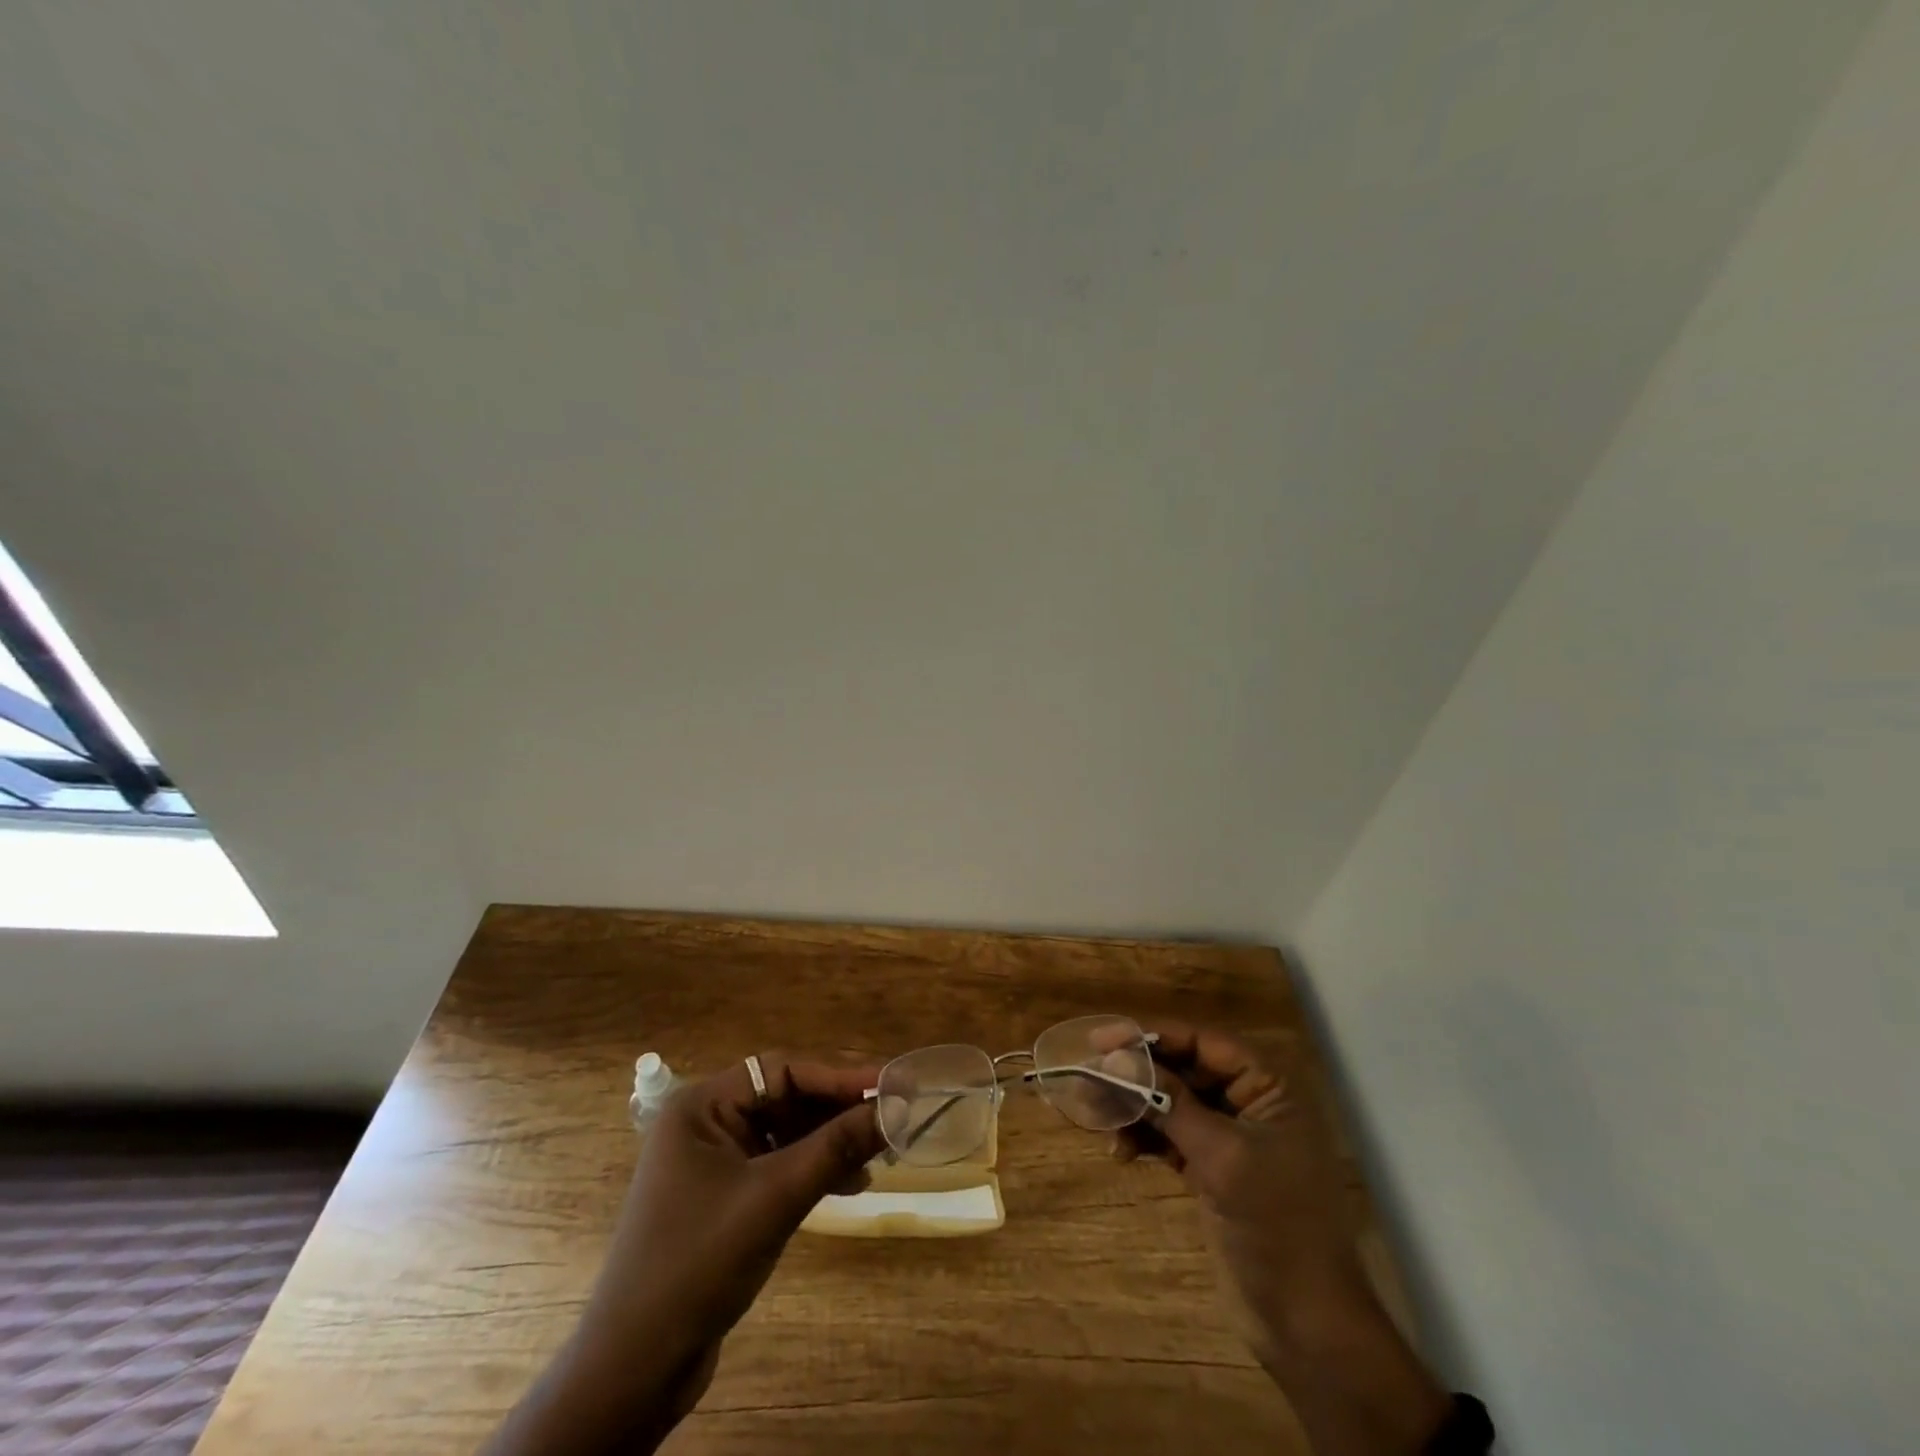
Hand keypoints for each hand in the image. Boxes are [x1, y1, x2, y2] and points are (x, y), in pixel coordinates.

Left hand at [481, 1055, 884, 1455]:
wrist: (634, 1369)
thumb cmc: (698, 1263)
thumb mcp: (775, 1198)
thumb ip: (836, 1147)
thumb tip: (894, 1110)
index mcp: (702, 1105)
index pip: (782, 1069)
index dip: (839, 1076)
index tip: (889, 1085)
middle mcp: (706, 1121)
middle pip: (786, 1097)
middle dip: (837, 1110)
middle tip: (889, 1118)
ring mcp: (714, 1160)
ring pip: (786, 1131)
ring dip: (830, 1141)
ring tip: (877, 1154)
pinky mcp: (724, 1196)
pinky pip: (779, 1163)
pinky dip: (813, 1169)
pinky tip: (849, 1183)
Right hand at [1126, 1022, 1451, 1455]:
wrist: (1307, 1323)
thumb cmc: (1275, 1224)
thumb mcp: (1221, 1156)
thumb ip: (1169, 1101)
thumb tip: (1117, 1058)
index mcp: (1268, 1088)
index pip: (1202, 1042)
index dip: (1151, 1036)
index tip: (1100, 1041)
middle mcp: (1250, 1103)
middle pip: (1182, 1070)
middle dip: (1137, 1076)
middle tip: (1090, 1081)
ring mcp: (1231, 1138)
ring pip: (1171, 1103)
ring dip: (1135, 1109)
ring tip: (1099, 1123)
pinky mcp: (1213, 1169)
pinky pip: (1170, 1136)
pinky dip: (1144, 1139)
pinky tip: (1120, 1153)